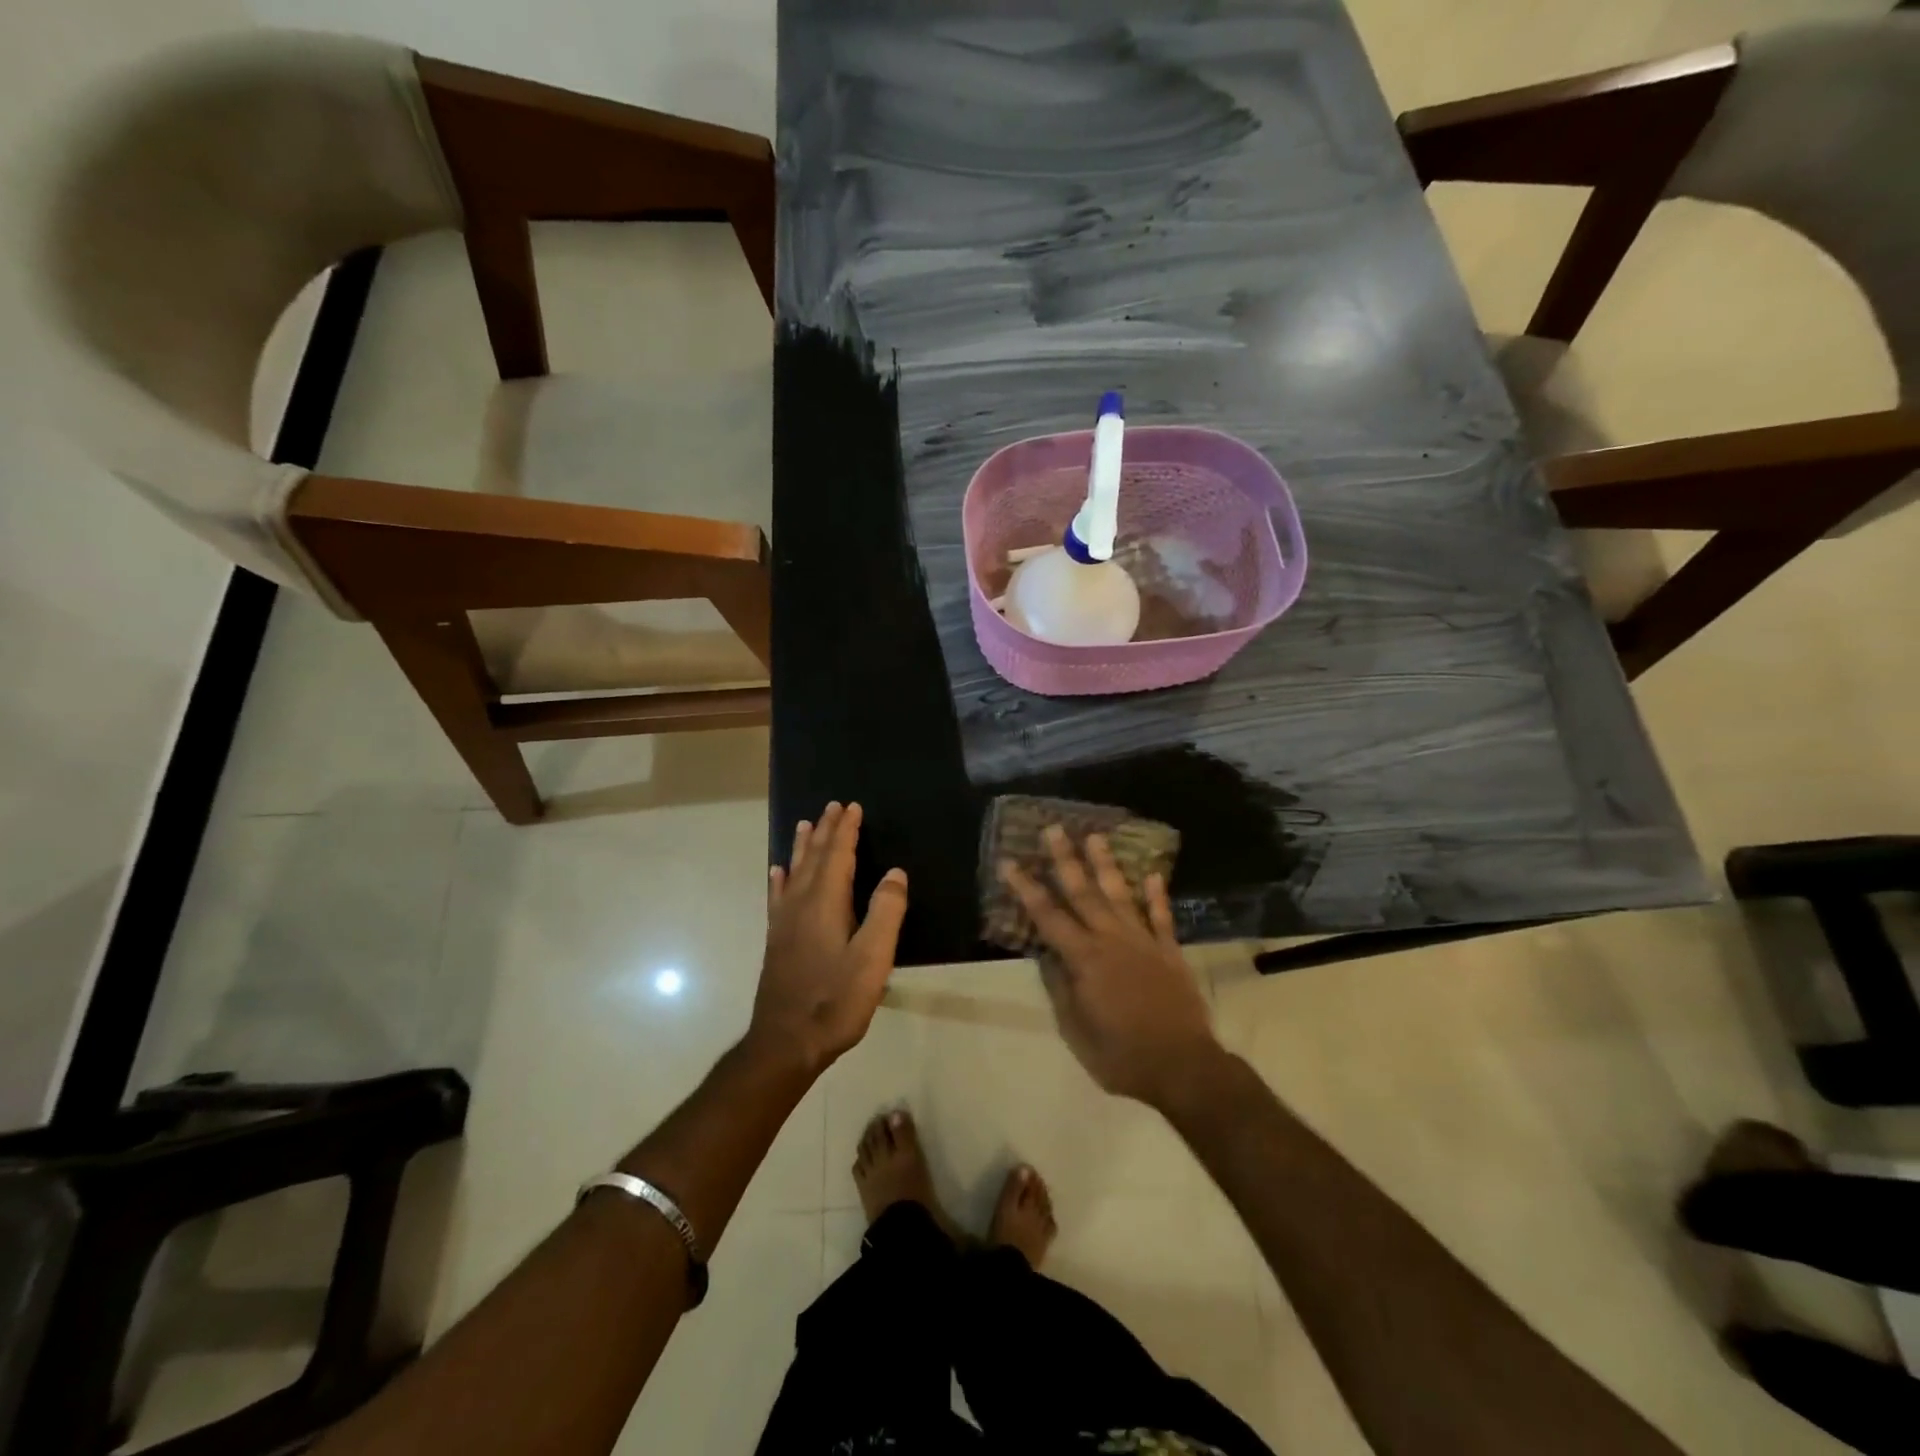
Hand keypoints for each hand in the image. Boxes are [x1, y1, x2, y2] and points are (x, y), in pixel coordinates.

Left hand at [749, 802, 907, 1076]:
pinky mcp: (776, 940)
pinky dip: (780, 879)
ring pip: (794, 872)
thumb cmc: (835, 1001)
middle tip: (832, 806)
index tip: (853, 807)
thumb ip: (886, 912)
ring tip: (805, 825)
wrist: (785, 1043)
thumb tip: (895, 872)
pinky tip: (777, 873)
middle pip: (814, 858)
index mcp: (825, 904)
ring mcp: (784, 923)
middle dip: (826, 831)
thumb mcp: (873, 959)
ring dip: (803, 847)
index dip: (846, 831)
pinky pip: (778, 897)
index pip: (838, 856)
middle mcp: (800, 905)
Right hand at [1000, 827, 1222, 1110]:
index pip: (1047, 916)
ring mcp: (1144, 942)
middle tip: (1054, 829)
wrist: (1182, 1066)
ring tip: (1096, 837)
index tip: (1010, 862)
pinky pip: (1162, 917)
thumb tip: (1048, 956)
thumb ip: (1061, 988)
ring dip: (1106, 865)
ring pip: (1120, 895)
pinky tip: (1153, 874)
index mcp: (1084, 959)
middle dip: (1065, 860)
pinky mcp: (1170, 951)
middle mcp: (1111, 940)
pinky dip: (1157, 895)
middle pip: (1083, 893)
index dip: (1026, 888)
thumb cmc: (1120, 1055)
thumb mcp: (1076, 1030)